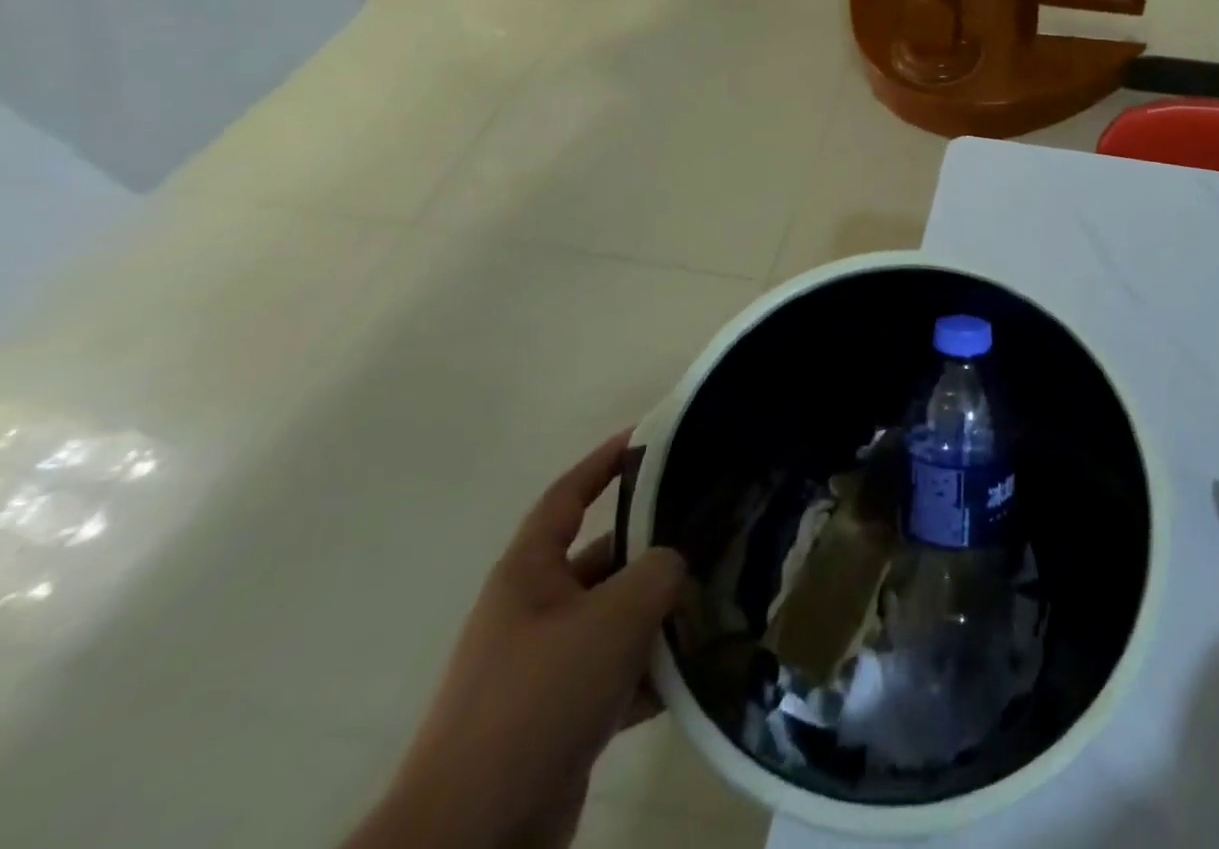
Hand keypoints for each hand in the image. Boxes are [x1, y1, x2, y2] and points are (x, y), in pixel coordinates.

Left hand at [348, 433, 686, 848]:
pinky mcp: (560, 720)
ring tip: (719, 596)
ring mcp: (545, 668)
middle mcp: (534, 613)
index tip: (648, 436)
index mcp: (528, 574)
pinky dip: (652, 671)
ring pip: (616, 620)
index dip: (604, 462)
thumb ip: (657, 573)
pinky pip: (617, 675)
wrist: (474, 836)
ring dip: (660, 614)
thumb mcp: (612, 618)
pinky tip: (697, 669)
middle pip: (604, 559)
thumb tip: (674, 563)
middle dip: (654, 546)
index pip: (567, 496)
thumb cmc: (538, 699)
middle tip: (713, 528)